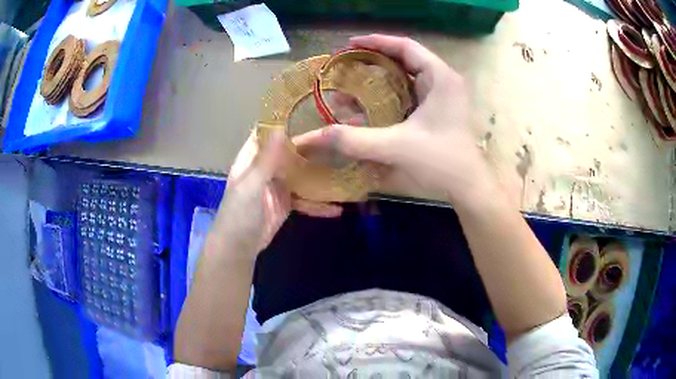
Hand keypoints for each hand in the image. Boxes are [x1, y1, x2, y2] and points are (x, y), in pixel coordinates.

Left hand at [212, 129, 341, 259]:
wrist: (239, 247)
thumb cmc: (239, 213)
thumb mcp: (251, 185)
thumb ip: (266, 159)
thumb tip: (280, 128)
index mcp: (252, 159)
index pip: (267, 134)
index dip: (282, 123)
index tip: (308, 113)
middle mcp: (265, 168)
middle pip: (288, 152)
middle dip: (308, 146)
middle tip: (336, 137)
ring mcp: (277, 186)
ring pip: (300, 174)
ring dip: (317, 173)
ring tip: (344, 166)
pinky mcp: (286, 204)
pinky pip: (304, 199)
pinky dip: (318, 204)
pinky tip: (337, 207)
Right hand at [296, 34, 494, 204]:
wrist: (469, 188)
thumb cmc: (441, 163)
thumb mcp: (395, 148)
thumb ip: (353, 140)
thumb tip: (311, 137)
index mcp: (440, 78)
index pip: (405, 47)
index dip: (376, 42)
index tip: (349, 45)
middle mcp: (443, 81)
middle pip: (406, 59)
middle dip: (375, 58)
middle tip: (347, 64)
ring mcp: (443, 96)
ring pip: (409, 76)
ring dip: (382, 76)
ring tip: (355, 80)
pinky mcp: (439, 111)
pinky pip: (411, 93)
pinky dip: (391, 93)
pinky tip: (373, 102)